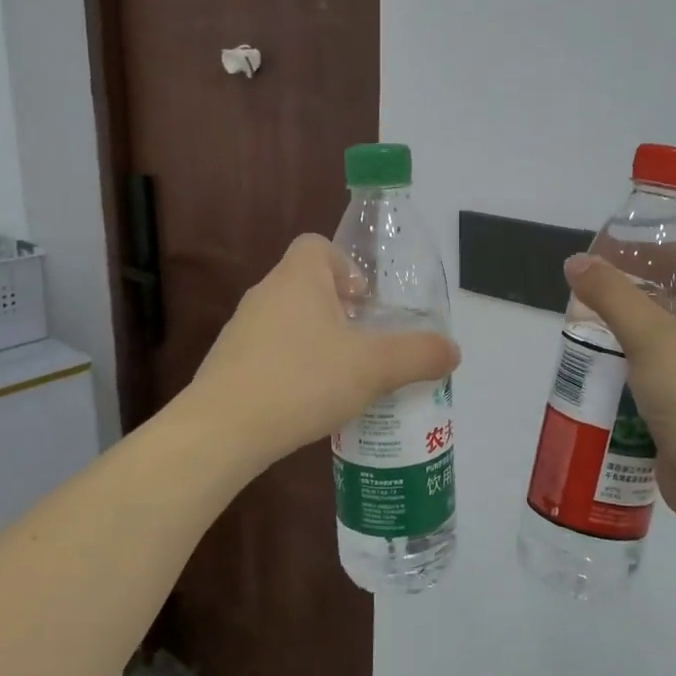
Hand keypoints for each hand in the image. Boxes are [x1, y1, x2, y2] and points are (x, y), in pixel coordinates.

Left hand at [191, 235, 460, 464]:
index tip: (366, 304)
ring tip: (343, 379)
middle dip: (340, 311)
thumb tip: (452, 350)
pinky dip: (292, 368)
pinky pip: (270, 353)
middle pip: (307, 285)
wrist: (222, 430)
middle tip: (366, 347)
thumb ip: (418, 355)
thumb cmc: (302, 381)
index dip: (347, 266)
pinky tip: (309, 403)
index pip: (318, 245)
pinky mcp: (228, 364)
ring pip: (289, 322)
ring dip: (317, 342)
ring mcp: (241, 329)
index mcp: (298, 277)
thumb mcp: (373, 368)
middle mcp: (265, 293)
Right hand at [562, 254, 675, 527]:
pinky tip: (592, 379)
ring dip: (621, 344)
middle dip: (630, 302)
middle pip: (670, 308)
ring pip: (655, 350)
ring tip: (580, 335)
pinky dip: (623, 380)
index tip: (619, 256)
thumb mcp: (651, 334)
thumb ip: (612, 294)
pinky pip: (648, 386)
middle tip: (587, 298)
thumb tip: (576, 261)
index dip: (662, 257)